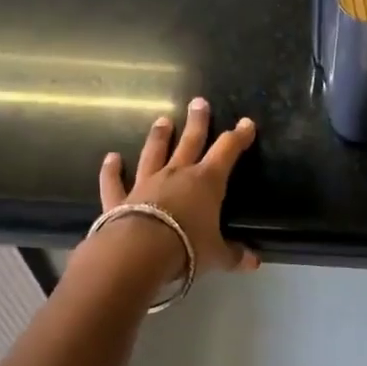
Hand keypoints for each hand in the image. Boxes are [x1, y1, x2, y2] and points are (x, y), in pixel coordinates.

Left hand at [87, 97, 260, 281]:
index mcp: (206, 182)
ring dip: (159, 137)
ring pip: (154, 153)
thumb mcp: (217, 256)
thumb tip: (255, 263)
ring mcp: (146, 183)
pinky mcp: (120, 198)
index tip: (246, 123)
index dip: (238, 137)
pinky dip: (111, 170)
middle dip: (198, 122)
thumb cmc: (187, 248)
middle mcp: (177, 174)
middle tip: (199, 102)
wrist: (139, 252)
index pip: (227, 151)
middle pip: (190, 141)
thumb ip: (234, 255)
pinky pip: (114, 181)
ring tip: (162, 120)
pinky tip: (110, 158)